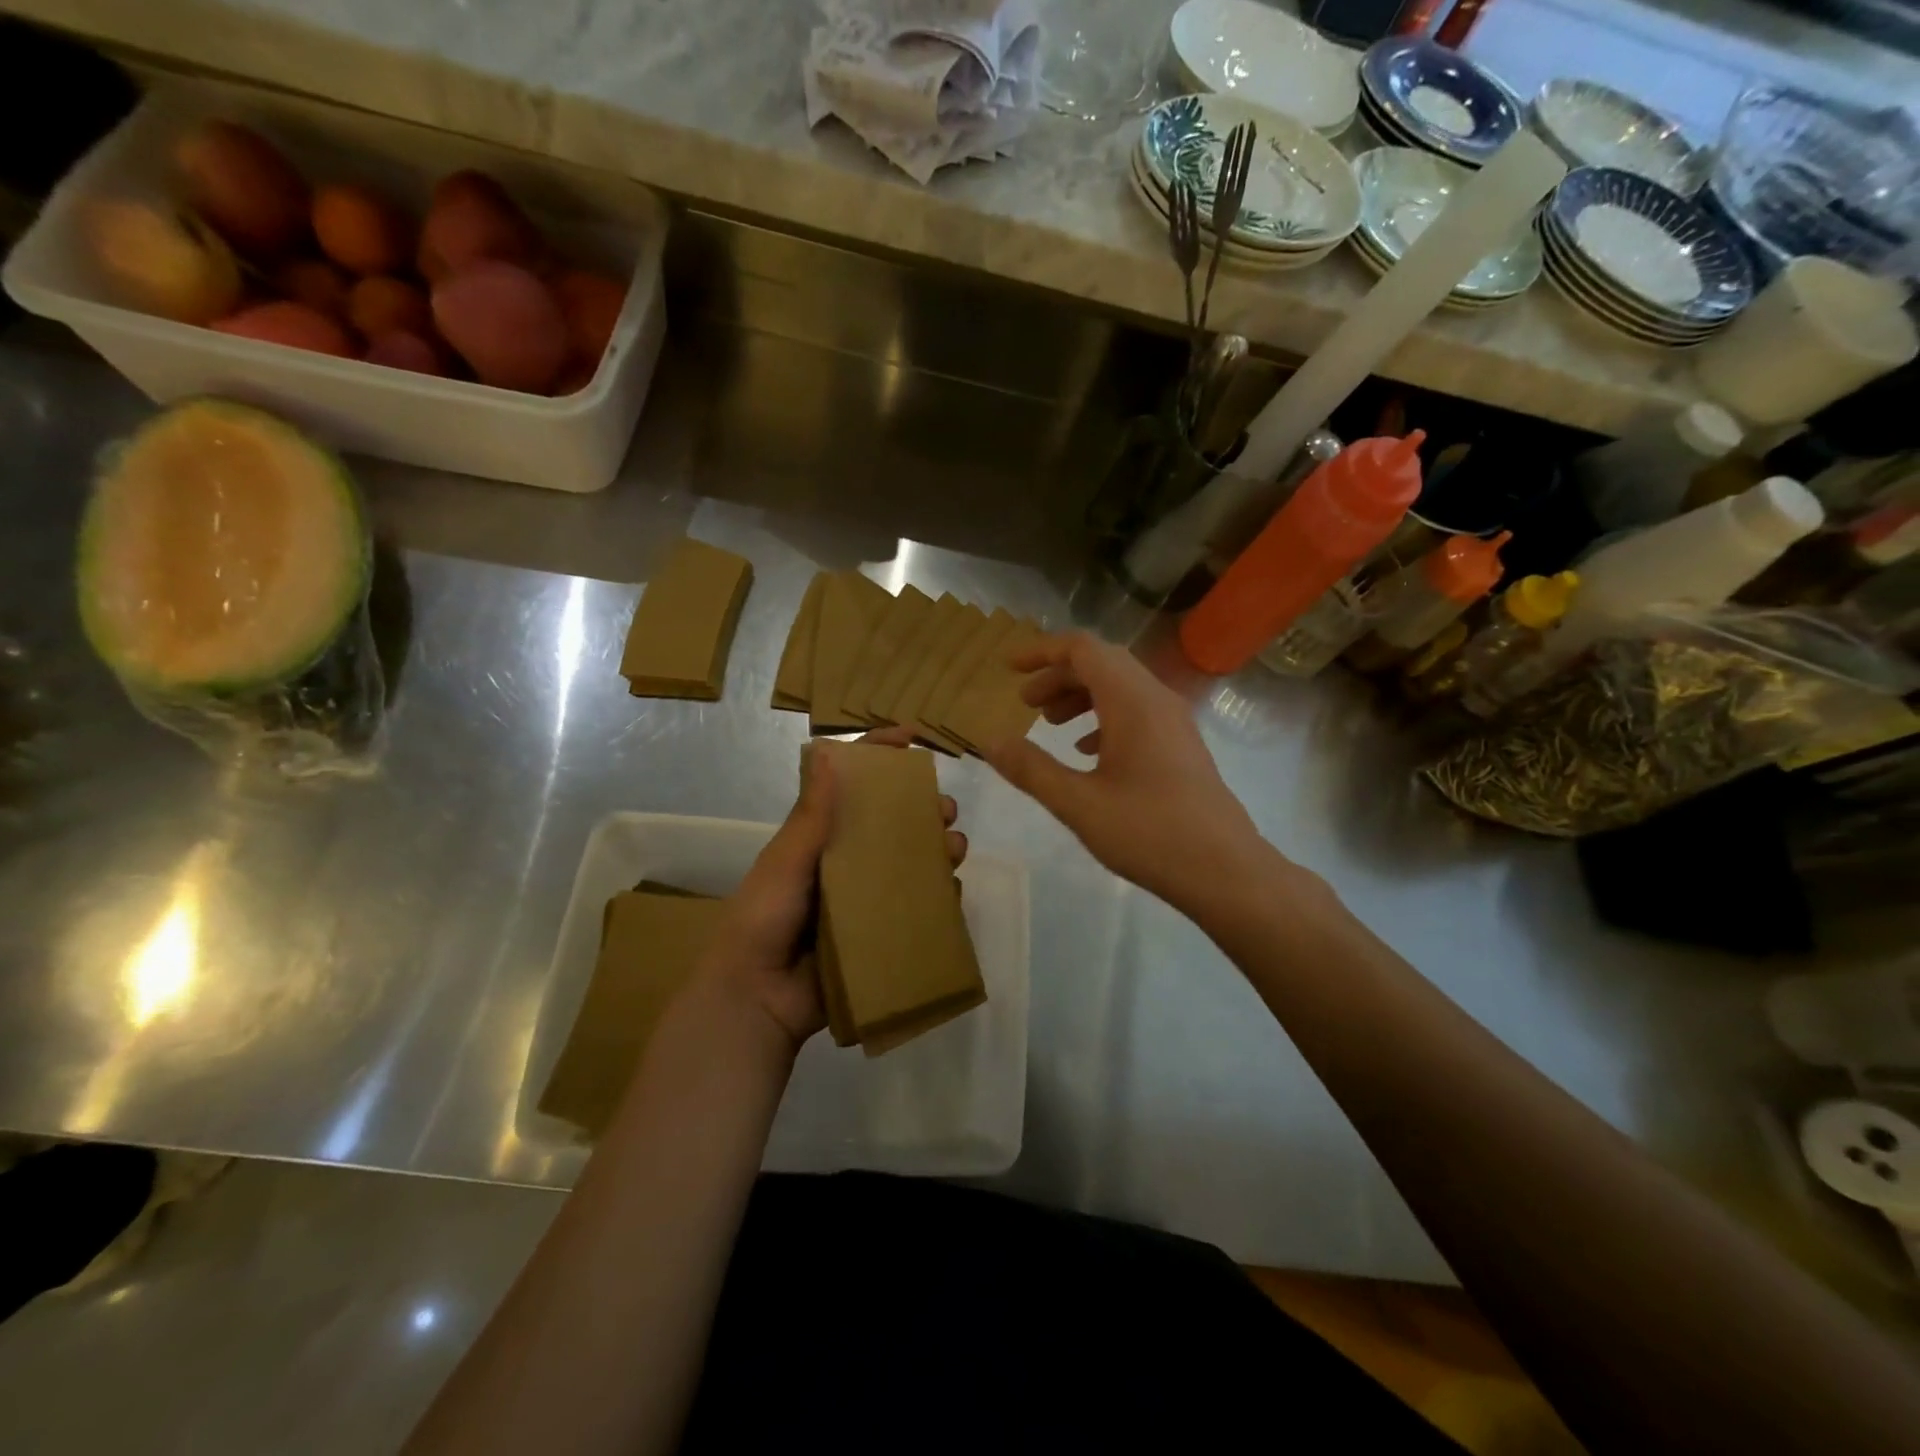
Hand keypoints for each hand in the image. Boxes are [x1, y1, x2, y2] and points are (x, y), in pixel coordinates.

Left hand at [700, 724, 967, 1051]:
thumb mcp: (786, 860)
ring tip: (955, 848)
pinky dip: (938, 896)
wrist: (758, 998)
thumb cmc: (764, 918)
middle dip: (922, 809)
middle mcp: (845, 862)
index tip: (911, 738)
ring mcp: (865, 899)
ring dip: (937, 849)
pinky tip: (953, 890)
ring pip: (910, 863)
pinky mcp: (880, 933)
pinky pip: (916, 908)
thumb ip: (812, 814)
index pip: (850, 786)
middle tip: (945, 809)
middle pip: (891, 824)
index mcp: (819, 838)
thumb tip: (829, 750)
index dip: (878, 756)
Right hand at [983, 632, 1268, 913]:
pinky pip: (1137, 712)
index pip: (1083, 649)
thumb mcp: (1078, 804)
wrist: (1226, 871)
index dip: (1042, 652)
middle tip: (1025, 704)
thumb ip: (1031, 769)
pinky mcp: (1182, 746)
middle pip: (1102, 664)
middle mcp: (1157, 700)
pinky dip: (1104, 718)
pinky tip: (1087, 752)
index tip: (1008, 668)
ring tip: (1050, 725)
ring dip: (1081, 696)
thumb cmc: (1149, 833)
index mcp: (1132, 701)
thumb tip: (989, 741)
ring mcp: (1175, 722)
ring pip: (1121, 688)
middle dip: (1058, 676)